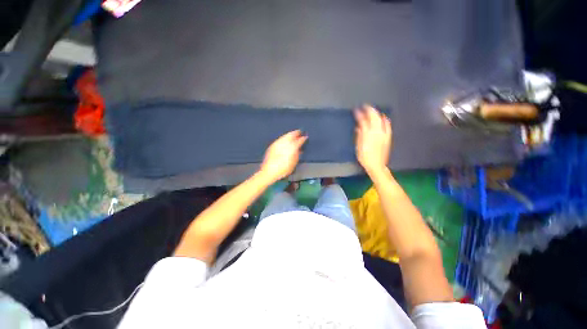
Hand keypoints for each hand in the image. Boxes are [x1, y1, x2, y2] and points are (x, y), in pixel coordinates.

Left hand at [260, 130, 307, 182]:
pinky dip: (284, 138)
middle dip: (296, 133)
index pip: (299, 141)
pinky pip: (280, 139)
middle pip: (291, 135)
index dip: (303, 138)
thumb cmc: (283, 169)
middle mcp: (284, 144)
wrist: (269, 171)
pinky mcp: (272, 146)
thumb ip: (297, 155)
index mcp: (291, 148)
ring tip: (293, 134)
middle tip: (299, 132)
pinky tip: (285, 139)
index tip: (305, 137)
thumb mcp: (293, 163)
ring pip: (285, 136)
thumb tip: (299, 150)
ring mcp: (277, 144)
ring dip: (289, 134)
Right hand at [354, 104, 391, 174]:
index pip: (363, 120)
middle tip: (365, 106)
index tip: (356, 110)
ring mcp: (384, 133)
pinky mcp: (388, 136)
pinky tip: (383, 118)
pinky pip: (387, 125)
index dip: (359, 114)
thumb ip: (359, 135)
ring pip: (381, 119)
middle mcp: (377, 131)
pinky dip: (385, 119)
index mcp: (367, 133)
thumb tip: (358, 126)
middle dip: (369, 110)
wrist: (376, 165)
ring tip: (372, 111)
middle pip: (374, 117)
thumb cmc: (364, 156)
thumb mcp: (358, 146)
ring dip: (376, 113)